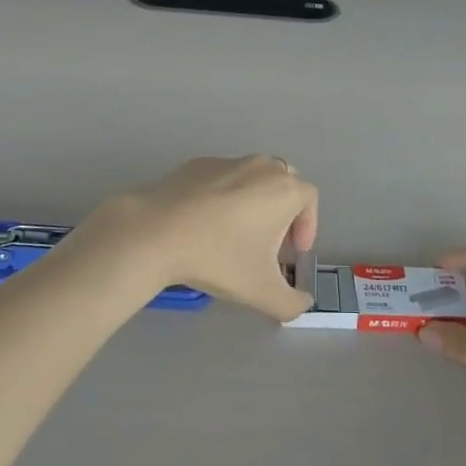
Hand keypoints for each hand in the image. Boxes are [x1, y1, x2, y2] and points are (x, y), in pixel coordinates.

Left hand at [73, 157, 316, 321]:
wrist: (156, 232)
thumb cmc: (219, 257)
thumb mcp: (263, 293)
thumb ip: (293, 304)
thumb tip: (303, 302)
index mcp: (284, 189)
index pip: (309, 199)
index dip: (308, 226)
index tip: (292, 253)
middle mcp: (261, 167)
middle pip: (284, 183)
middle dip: (283, 212)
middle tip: (269, 243)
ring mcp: (227, 161)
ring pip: (252, 178)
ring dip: (253, 203)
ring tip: (235, 236)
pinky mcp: (197, 164)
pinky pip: (222, 179)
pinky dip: (223, 197)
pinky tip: (204, 225)